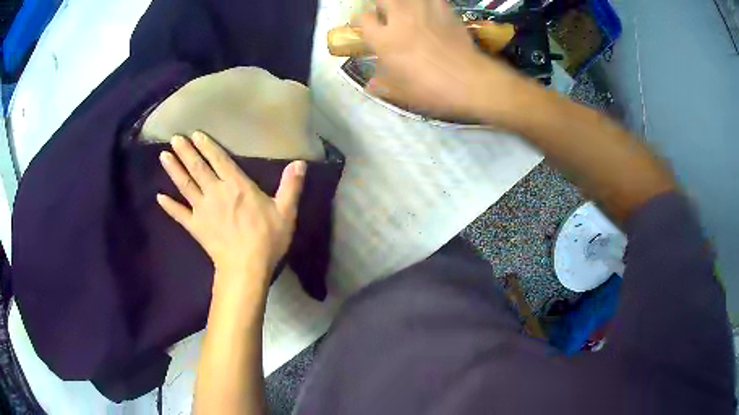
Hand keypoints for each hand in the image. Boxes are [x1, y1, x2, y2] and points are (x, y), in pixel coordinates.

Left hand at [156, 132, 305, 290]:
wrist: (246, 268)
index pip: (219, 160)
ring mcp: (202, 209)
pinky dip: (169, 205)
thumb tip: (300, 162)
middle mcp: (216, 192)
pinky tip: (158, 197)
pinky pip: (179, 214)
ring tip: (163, 155)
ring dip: (174, 169)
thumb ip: (291, 185)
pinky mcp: (195, 226)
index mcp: (237, 186)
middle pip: (197, 168)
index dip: (207, 146)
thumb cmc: (267, 239)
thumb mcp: (286, 212)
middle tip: (174, 137)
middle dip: (186, 151)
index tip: (195, 134)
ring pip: (185, 185)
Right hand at [358, 0, 523, 119]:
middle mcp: (400, 19)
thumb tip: (371, 85)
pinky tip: (430, 12)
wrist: (470, 80)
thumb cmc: (432, 89)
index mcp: (384, 40)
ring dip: (404, 2)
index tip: (369, 27)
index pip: (363, 18)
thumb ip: (383, 85)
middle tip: (388, 16)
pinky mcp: (445, 10)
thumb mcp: (403, 93)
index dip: (364, 21)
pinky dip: (428, 3)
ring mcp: (423, 12)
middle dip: (382, 5)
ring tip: (409, 12)